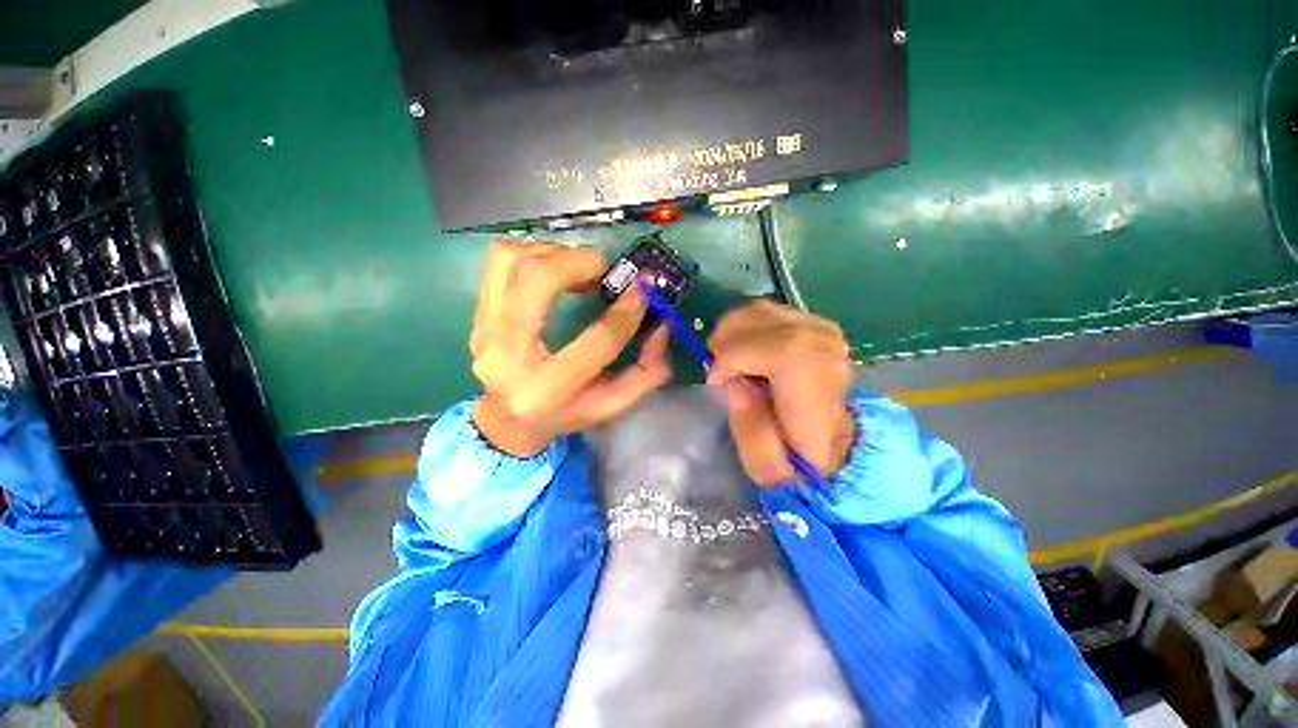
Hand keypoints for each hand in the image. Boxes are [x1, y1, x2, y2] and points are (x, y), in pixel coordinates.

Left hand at [469, 241, 670, 456]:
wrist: (507, 420)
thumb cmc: (565, 414)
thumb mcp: (613, 404)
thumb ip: (646, 371)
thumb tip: (661, 325)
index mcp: (546, 392)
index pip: (596, 342)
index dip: (626, 312)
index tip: (643, 290)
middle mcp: (506, 356)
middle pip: (538, 281)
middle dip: (582, 263)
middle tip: (606, 270)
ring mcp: (483, 330)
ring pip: (512, 260)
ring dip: (556, 253)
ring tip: (582, 268)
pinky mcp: (477, 313)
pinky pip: (500, 260)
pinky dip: (534, 251)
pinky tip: (556, 267)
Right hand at [706, 300, 855, 485]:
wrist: (830, 442)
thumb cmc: (796, 458)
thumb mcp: (769, 468)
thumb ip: (752, 432)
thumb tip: (734, 385)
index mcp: (820, 388)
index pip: (782, 350)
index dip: (737, 357)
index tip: (715, 381)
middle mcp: (826, 349)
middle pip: (762, 322)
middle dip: (725, 344)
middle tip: (715, 372)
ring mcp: (821, 328)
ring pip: (759, 311)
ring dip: (730, 333)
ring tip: (724, 362)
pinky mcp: (810, 320)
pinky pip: (764, 310)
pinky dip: (741, 326)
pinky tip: (739, 350)